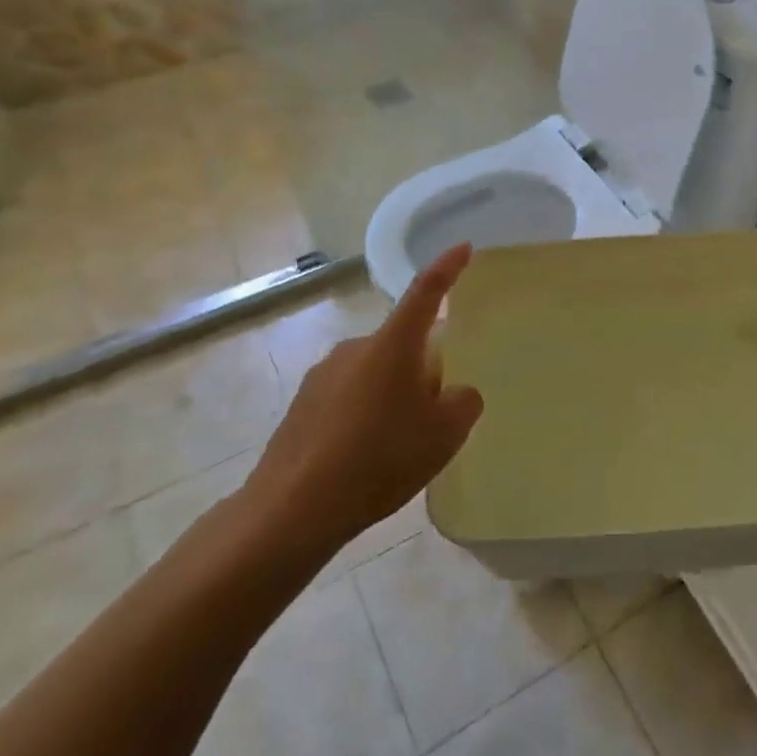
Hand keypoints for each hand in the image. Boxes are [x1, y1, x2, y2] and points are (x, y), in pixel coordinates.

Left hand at [239, 244, 484, 558]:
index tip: (463, 247)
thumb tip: (455, 392)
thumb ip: (462, 403)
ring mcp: (323, 374)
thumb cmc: (379, 459)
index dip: (447, 268)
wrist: (292, 507)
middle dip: (422, 369)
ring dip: (392, 394)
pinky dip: (365, 415)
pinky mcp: (302, 404)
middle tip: (435, 414)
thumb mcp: (443, 435)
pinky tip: (365, 457)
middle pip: (402, 345)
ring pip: (375, 373)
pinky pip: (348, 396)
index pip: (426, 292)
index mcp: (392, 345)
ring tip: (398, 445)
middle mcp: (355, 348)